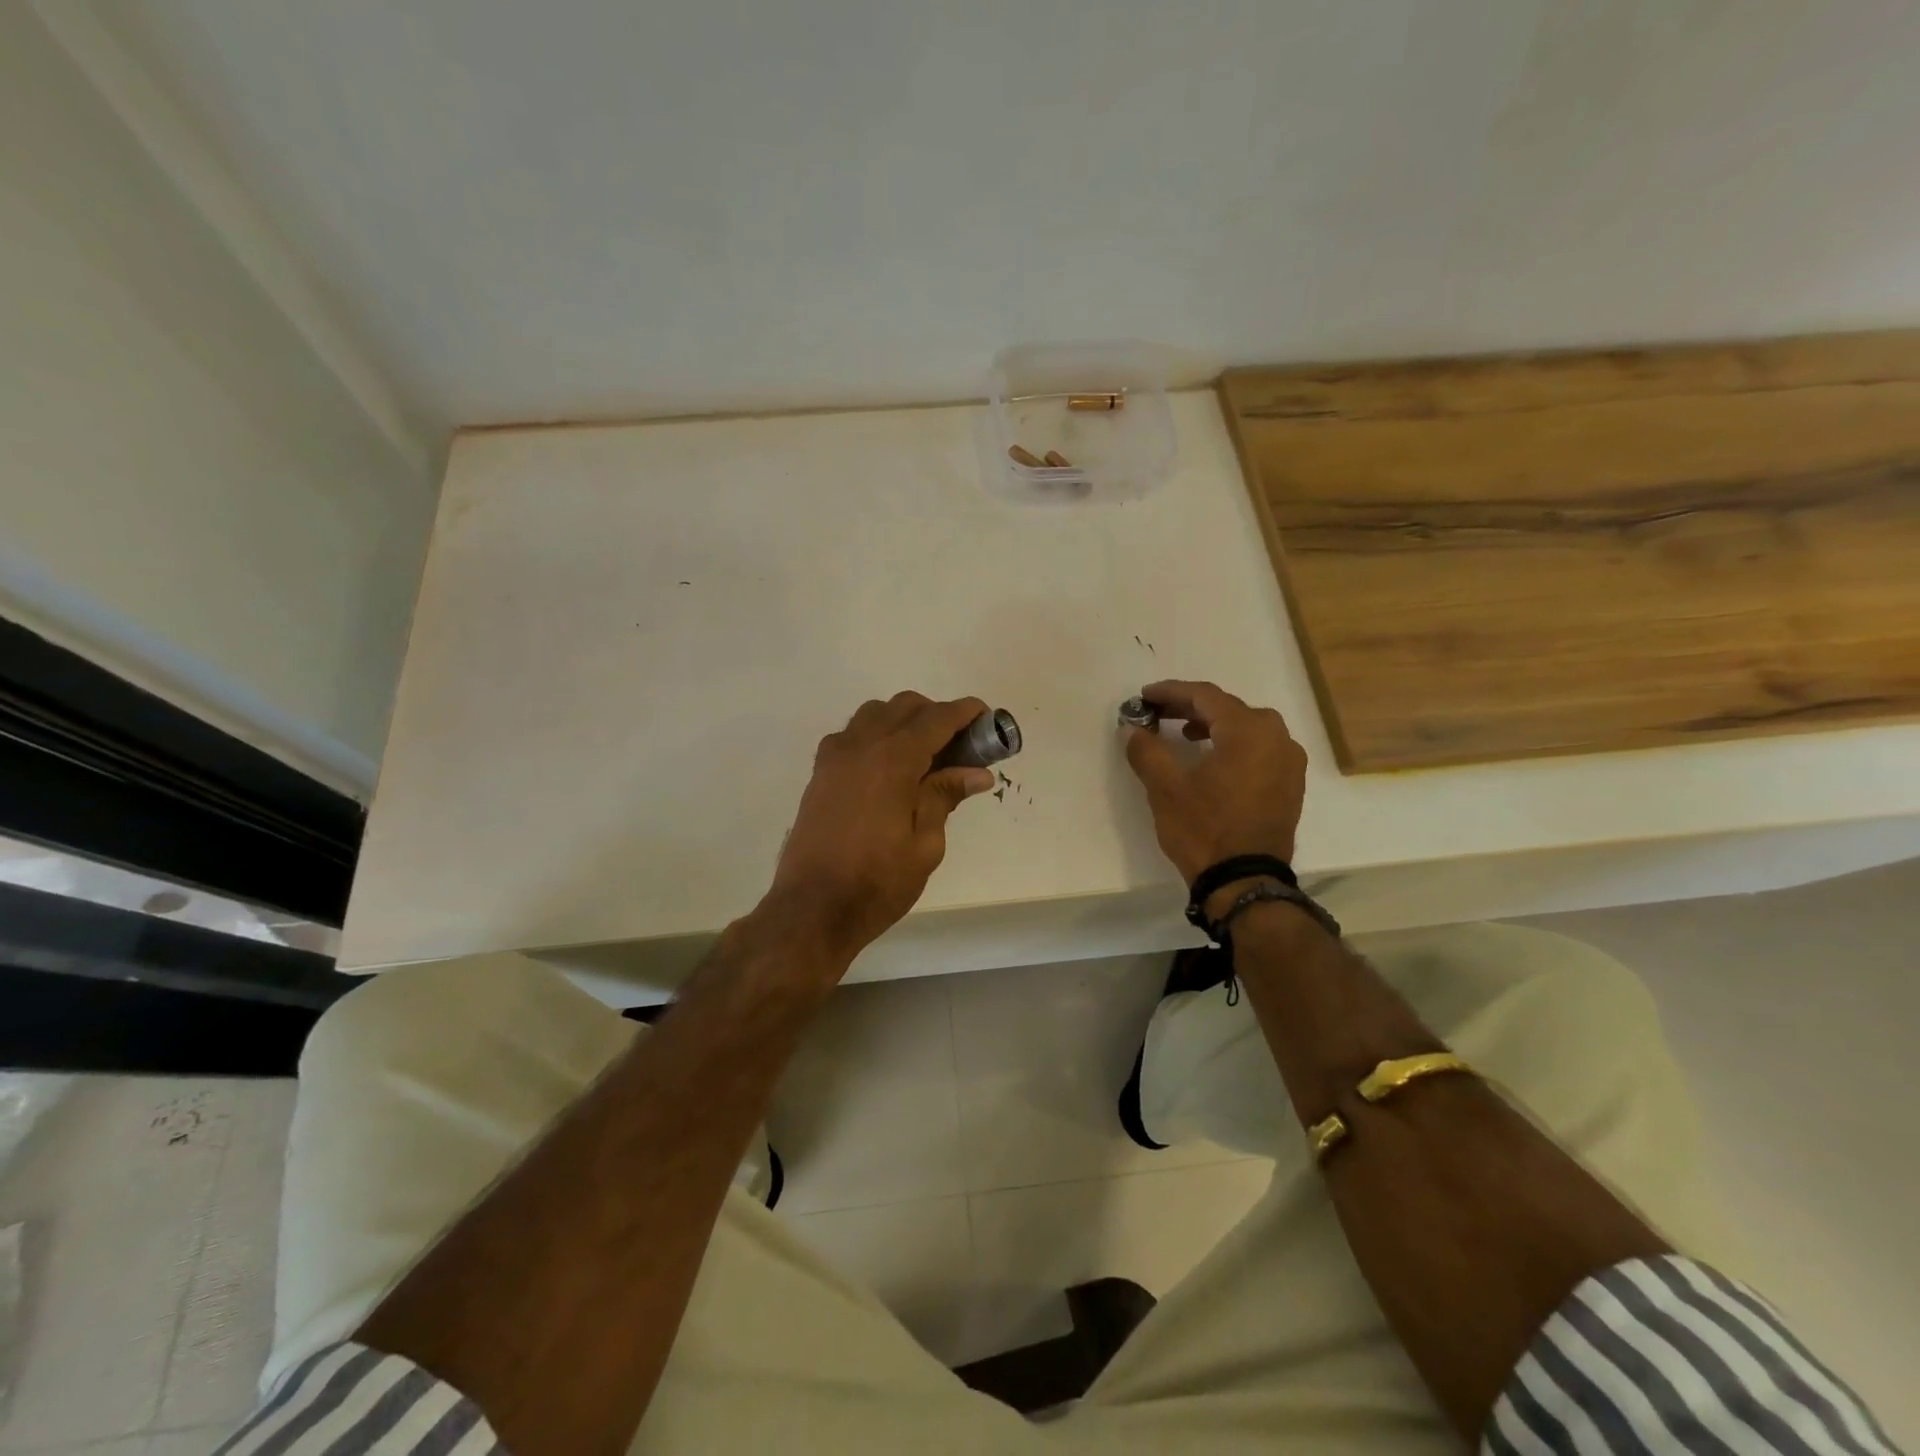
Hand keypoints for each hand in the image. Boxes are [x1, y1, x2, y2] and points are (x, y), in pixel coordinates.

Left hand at [767, 693, 996, 962]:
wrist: (812, 908)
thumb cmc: (877, 882)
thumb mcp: (925, 845)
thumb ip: (945, 797)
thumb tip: (977, 772)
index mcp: (893, 760)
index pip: (935, 718)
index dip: (964, 712)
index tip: (985, 716)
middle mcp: (861, 746)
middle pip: (904, 706)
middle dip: (935, 715)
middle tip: (959, 746)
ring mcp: (835, 757)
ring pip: (874, 714)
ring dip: (903, 721)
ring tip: (923, 756)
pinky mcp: (820, 773)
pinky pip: (852, 735)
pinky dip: (876, 736)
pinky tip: (888, 769)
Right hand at [1123, 680, 1307, 883]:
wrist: (1245, 882)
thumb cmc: (1204, 829)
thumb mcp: (1165, 787)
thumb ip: (1146, 749)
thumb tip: (1132, 729)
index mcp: (1249, 730)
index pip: (1205, 696)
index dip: (1171, 692)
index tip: (1144, 697)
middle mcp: (1277, 737)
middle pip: (1229, 709)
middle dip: (1191, 708)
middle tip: (1159, 713)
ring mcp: (1289, 762)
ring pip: (1247, 728)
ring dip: (1214, 725)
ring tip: (1185, 734)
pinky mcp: (1290, 784)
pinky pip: (1260, 749)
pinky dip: (1233, 745)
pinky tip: (1213, 759)